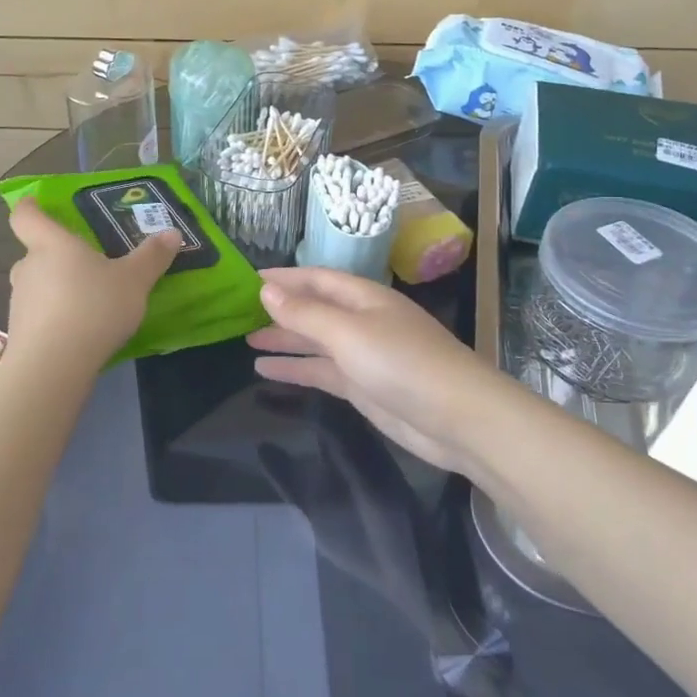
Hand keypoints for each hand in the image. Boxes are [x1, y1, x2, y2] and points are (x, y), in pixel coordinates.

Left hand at [6, 198, 180, 373]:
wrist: (53, 367)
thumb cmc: (92, 307)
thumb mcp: (134, 281)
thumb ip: (152, 257)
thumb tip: (172, 233)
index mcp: (51, 244)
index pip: (26, 216)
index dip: (30, 207)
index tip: (36, 203)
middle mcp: (28, 267)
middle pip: (35, 252)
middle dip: (57, 256)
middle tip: (86, 264)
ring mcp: (19, 301)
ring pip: (37, 285)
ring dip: (57, 289)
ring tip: (87, 301)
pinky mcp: (20, 333)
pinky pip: (39, 315)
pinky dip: (55, 317)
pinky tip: (79, 332)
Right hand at [247, 268, 510, 477]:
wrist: (458, 419)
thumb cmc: (402, 363)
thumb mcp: (348, 333)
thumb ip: (305, 313)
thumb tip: (267, 290)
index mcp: (364, 298)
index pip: (317, 278)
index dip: (284, 277)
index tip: (248, 278)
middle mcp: (363, 321)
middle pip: (315, 309)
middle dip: (281, 309)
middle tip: (239, 311)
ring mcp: (364, 356)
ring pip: (316, 342)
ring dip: (285, 340)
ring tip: (246, 340)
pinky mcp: (365, 387)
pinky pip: (322, 372)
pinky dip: (296, 369)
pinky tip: (266, 371)